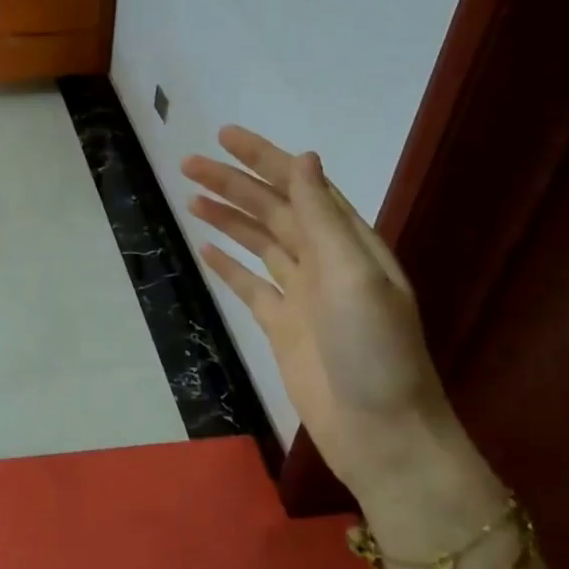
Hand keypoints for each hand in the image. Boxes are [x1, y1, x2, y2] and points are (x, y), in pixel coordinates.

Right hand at [182, 127, 504, 546]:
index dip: (264, 158)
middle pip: (272, 211)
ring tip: (191, 198)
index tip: (224, 137)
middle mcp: (325, 262)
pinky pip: (250, 286)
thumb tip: (305, 160)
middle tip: (188, 165)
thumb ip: (324, 220)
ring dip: (227, 219)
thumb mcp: (354, 277)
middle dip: (233, 185)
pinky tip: (206, 249)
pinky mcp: (282, 327)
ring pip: (258, 244)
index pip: (301, 187)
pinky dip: (228, 266)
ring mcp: (301, 296)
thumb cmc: (375, 352)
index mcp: (349, 244)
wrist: (380, 431)